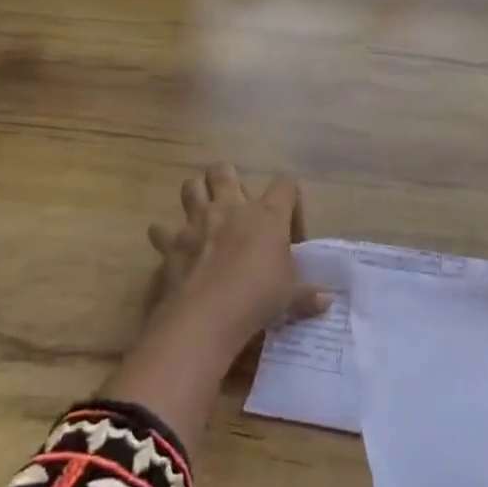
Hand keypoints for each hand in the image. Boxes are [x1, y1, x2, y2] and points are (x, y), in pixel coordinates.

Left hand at [144, 163, 329, 359]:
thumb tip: (326, 302)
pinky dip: (165, 236)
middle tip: (234, 204)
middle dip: (227, 179)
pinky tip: (173, 248)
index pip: (285, 183)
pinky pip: (161, 229)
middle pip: (224, 170)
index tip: (289, 228)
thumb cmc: (258, 298)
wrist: (207, 315)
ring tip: (202, 213)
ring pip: (190, 187)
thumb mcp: (289, 297)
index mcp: (267, 214)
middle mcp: (231, 207)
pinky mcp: (171, 242)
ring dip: (195, 195)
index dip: (290, 197)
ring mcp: (197, 221)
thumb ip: (307, 295)